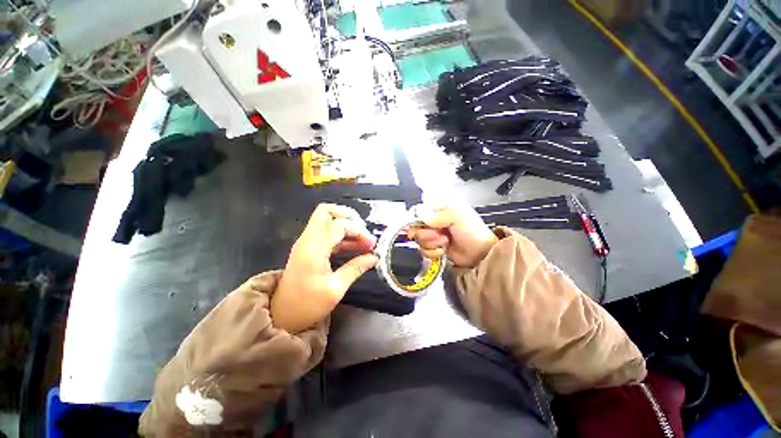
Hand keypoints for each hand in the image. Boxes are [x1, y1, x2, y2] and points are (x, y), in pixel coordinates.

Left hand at [272, 204, 377, 332]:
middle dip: (348, 216)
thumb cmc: (308, 305)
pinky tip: (355, 247)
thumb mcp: (335, 288)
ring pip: (327, 220)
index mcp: (314, 248)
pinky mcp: (309, 248)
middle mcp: (308, 239)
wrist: (282, 316)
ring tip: (365, 243)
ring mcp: (307, 242)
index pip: (339, 225)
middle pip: (326, 211)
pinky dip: (342, 236)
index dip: (358, 230)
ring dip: (347, 227)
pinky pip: (327, 233)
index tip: (371, 245)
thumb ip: (356, 268)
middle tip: (363, 232)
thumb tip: (375, 257)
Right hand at [407, 204, 497, 267]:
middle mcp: (434, 222)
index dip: (416, 220)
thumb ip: (438, 215)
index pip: (419, 212)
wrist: (480, 254)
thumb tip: (420, 216)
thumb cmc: (473, 232)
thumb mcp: (458, 216)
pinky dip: (433, 252)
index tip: (419, 227)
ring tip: (445, 243)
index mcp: (439, 210)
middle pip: (416, 227)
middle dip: (427, 234)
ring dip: (431, 243)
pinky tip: (443, 251)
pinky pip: (423, 250)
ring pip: (419, 240)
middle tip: (439, 236)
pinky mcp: (434, 248)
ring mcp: (433, 236)